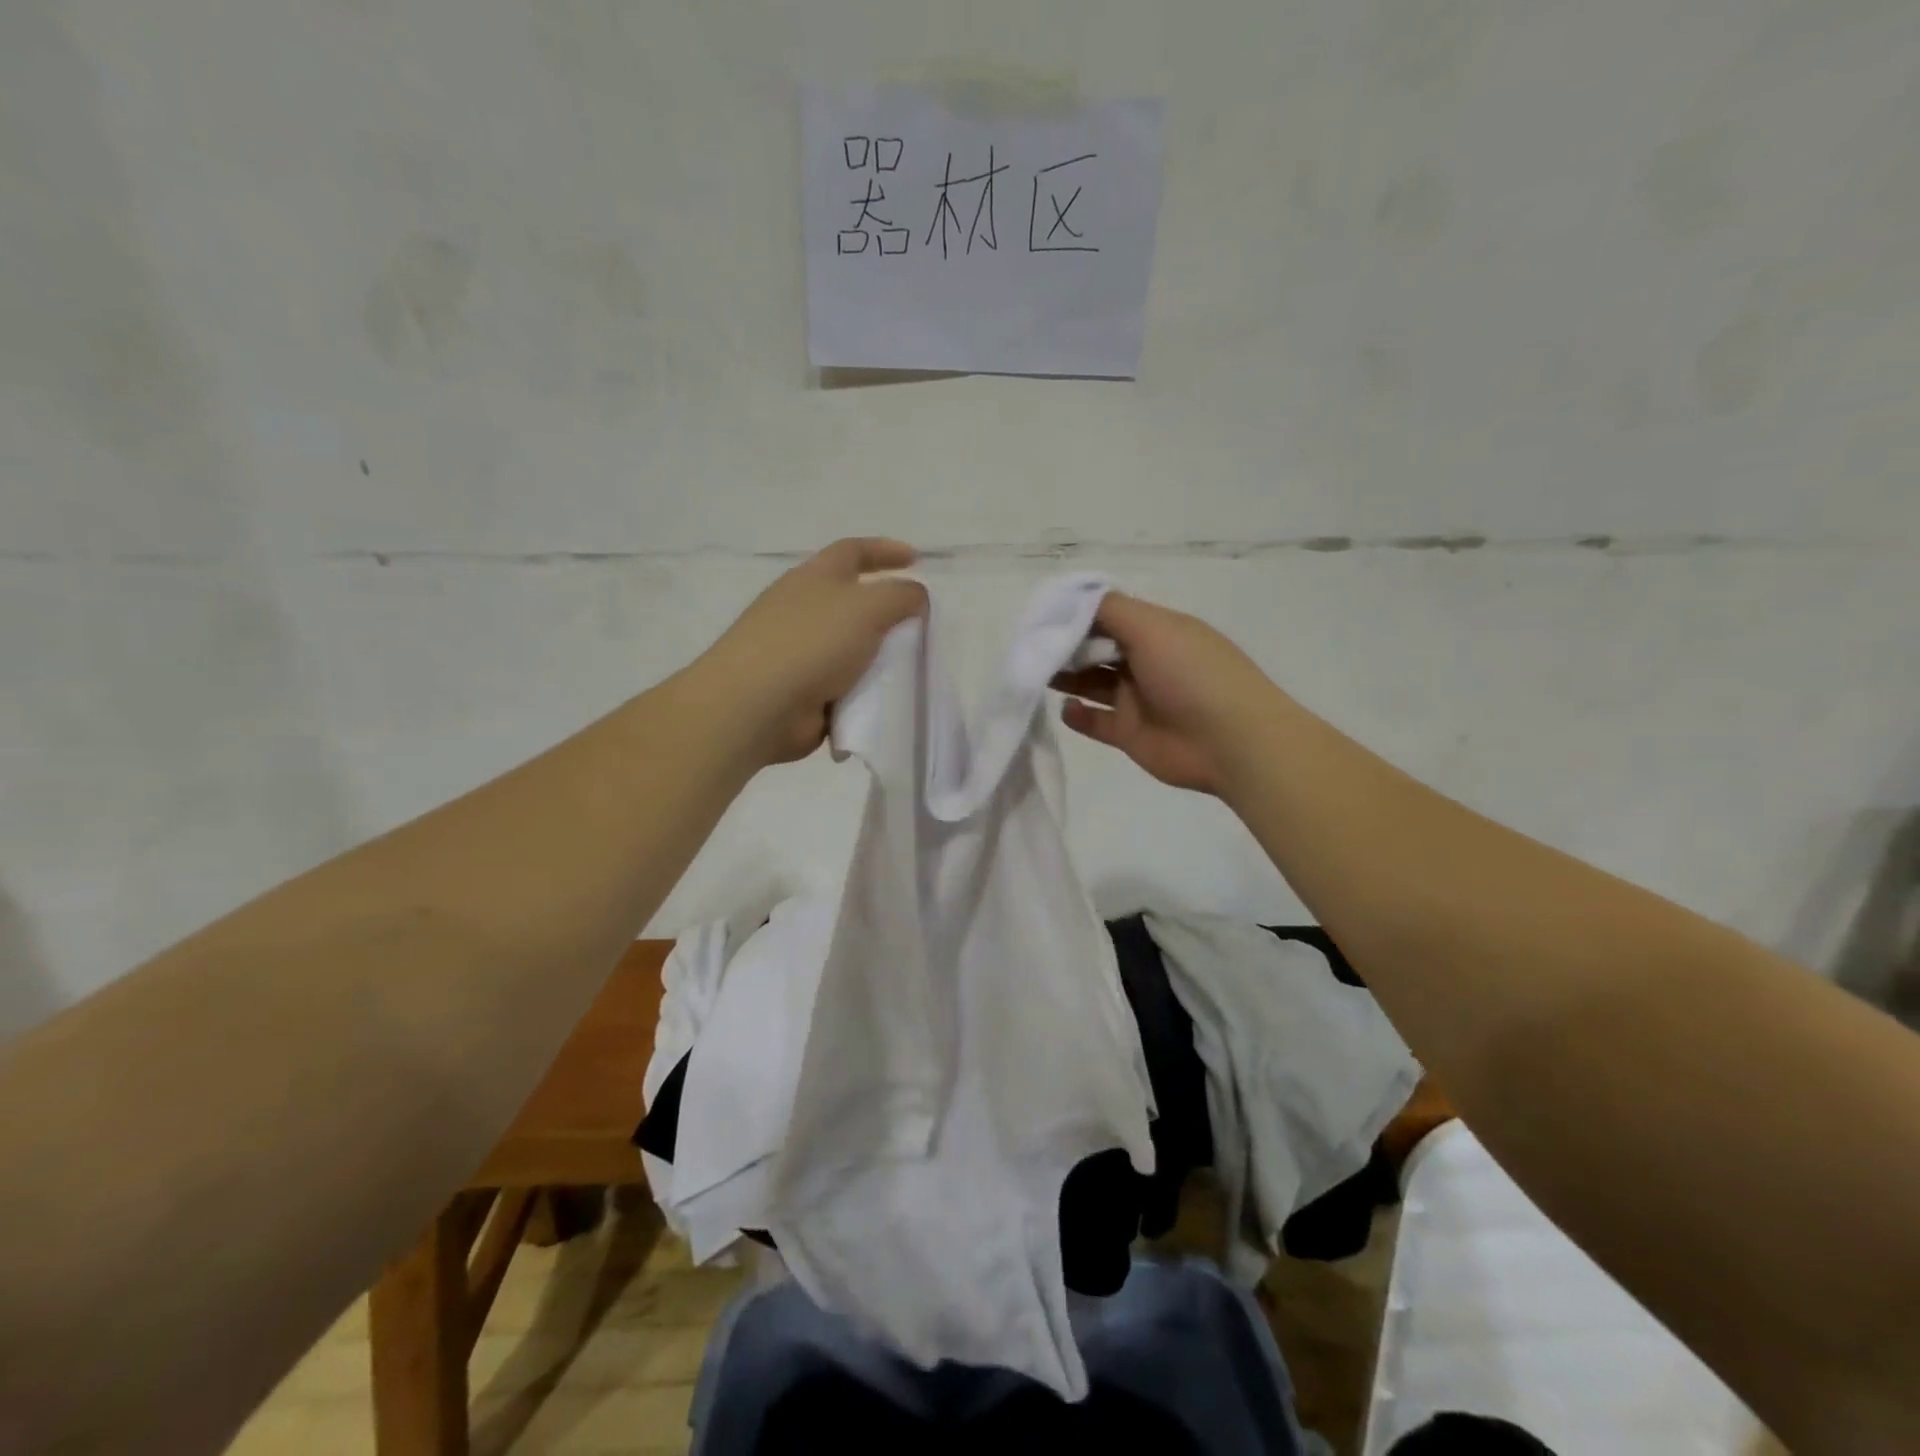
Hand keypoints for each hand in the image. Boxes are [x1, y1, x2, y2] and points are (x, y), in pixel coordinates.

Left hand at [697, 538, 926, 764]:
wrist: (757, 705)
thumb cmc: (812, 643)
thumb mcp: (867, 607)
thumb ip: (901, 596)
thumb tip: (915, 596)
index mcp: (815, 578)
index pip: (853, 551)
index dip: (885, 551)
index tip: (916, 559)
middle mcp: (804, 609)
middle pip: (852, 600)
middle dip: (884, 608)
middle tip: (918, 623)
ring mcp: (799, 651)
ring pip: (850, 645)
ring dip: (878, 653)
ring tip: (910, 665)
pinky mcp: (801, 690)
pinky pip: (844, 683)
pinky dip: (864, 688)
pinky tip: (885, 698)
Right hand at [1052, 592, 1277, 796]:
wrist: (1230, 742)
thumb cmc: (1192, 674)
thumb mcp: (1153, 626)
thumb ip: (1109, 610)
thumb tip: (1073, 600)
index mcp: (1157, 632)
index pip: (1109, 615)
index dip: (1077, 614)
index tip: (1043, 617)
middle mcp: (1146, 661)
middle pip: (1097, 648)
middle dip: (1066, 645)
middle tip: (1033, 647)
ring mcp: (1138, 699)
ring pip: (1093, 683)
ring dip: (1066, 677)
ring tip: (1037, 674)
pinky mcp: (1130, 734)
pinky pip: (1096, 722)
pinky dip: (1077, 715)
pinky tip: (1066, 708)